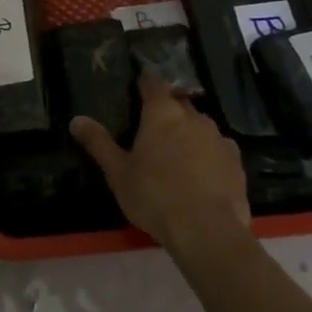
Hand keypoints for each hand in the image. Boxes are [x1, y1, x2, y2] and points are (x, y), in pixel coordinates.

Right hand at [70, 69, 250, 256]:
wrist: (207, 231)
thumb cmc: (154, 196)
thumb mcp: (118, 172)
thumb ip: (98, 143)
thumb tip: (76, 119)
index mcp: (162, 114)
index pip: (154, 83)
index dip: (147, 80)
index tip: (142, 81)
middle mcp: (193, 117)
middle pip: (179, 104)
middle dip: (168, 109)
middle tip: (155, 125)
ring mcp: (218, 138)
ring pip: (200, 126)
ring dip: (189, 132)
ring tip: (178, 153)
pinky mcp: (235, 161)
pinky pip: (218, 149)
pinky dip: (208, 154)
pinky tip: (202, 173)